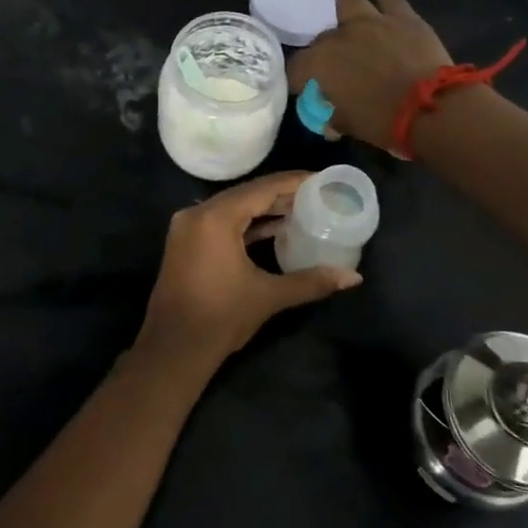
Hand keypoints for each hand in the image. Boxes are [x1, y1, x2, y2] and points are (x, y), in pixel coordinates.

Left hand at [138, 172, 362, 366]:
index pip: (261, 189)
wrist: (173, 349)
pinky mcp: (185, 243)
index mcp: (216, 218)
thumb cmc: (221, 317)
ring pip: (232, 208)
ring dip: (263, 209)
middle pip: (246, 194)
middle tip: (316, 194)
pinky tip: (274, 229)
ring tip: (301, 209)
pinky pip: (220, 222)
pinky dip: (246, 224)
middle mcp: (197, 214)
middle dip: (281, 194)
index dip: (293, 182)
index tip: (321, 179)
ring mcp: (187, 228)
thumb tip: (353, 277)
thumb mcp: (268, 296)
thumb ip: (311, 281)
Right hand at [287, 0, 451, 151]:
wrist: (432, 108)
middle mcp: (340, 36)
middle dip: (328, 52)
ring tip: (362, 32)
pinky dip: (387, 9)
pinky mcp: (403, 16)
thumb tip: (330, 121)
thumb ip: (334, 117)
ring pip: (348, 1)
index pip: (295, 67)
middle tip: (342, 68)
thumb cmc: (384, 122)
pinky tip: (393, 24)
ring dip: (351, 16)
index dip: (300, 79)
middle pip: (322, 38)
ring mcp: (372, 21)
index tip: (309, 89)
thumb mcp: (350, 125)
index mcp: (320, 64)